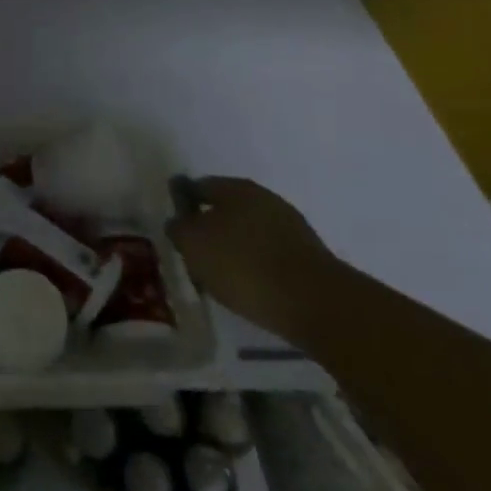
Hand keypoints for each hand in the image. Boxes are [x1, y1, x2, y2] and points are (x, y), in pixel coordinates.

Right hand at [168, 176, 337, 337]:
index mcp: (235, 188)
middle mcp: (264, 199)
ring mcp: (291, 227)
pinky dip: (255, 266)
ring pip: (248, 233)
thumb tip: (179, 222)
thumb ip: (179, 228)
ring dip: (233, 248)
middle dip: (209, 228)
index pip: (198, 187)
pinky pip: (269, 255)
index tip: (174, 228)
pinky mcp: (308, 257)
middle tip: (193, 254)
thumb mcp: (193, 244)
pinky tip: (248, 286)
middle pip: (226, 209)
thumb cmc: (243, 265)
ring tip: (219, 276)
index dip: (182, 204)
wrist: (316, 304)